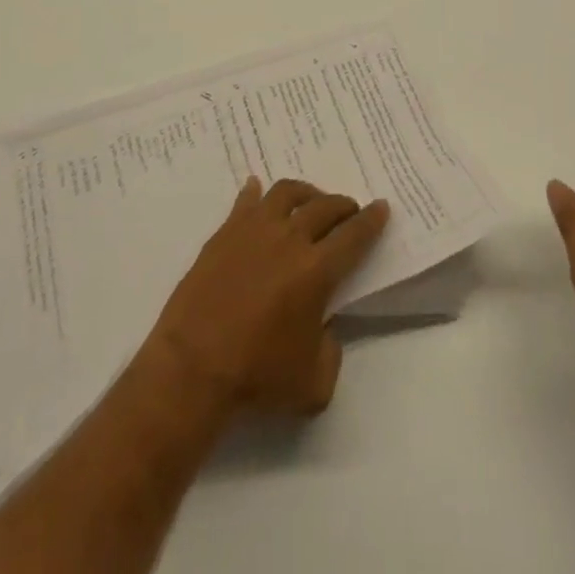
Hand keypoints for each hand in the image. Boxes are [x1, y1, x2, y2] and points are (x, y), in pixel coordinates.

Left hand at [142, 177, 389, 418]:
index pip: (354, 235)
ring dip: (306, 192)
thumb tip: (324, 327)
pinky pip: (245, 201)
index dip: (371, 220)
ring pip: (287, 192)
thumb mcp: (314, 384)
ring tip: (310, 200)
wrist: (193, 366)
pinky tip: (257, 189)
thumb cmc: (257, 376)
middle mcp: (290, 238)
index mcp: (317, 270)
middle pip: (325, 207)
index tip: (381, 206)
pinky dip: (256, 192)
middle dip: (343, 205)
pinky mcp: (225, 233)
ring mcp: (254, 230)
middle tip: (349, 210)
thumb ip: (331, 351)